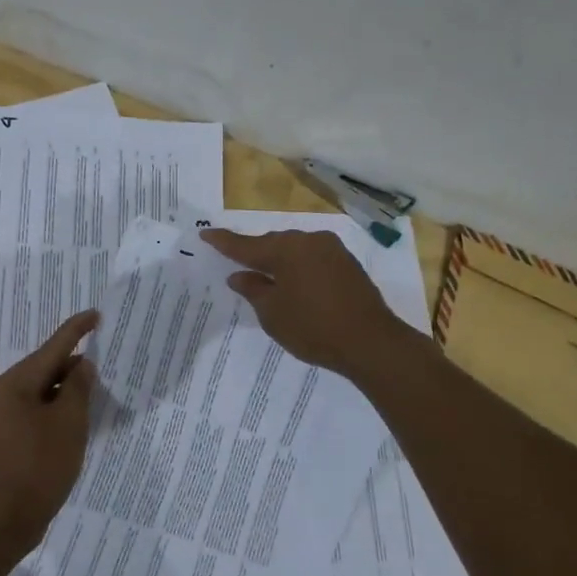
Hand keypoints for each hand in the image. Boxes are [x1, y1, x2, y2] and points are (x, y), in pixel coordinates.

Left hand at [0, 310, 99, 547]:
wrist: (6, 519)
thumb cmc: (40, 466)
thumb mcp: (69, 423)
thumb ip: (79, 387)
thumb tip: (83, 365)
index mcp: (14, 384)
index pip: (51, 348)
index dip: (76, 330)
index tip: (95, 315)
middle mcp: (1, 394)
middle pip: (44, 369)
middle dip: (73, 366)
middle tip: (103, 367)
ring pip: (39, 391)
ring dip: (65, 390)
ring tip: (92, 393)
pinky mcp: (3, 437)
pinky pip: (33, 410)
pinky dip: (54, 408)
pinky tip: (72, 419)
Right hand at [201, 228, 401, 376]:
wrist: (371, 342)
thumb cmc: (313, 328)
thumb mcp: (273, 314)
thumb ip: (253, 290)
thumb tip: (239, 275)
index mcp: (285, 249)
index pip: (245, 245)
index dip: (223, 242)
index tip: (205, 233)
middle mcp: (308, 241)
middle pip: (272, 244)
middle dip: (254, 252)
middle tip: (234, 261)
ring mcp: (332, 250)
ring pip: (294, 250)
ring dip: (278, 260)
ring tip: (263, 275)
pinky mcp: (347, 264)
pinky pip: (312, 258)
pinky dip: (298, 267)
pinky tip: (292, 281)